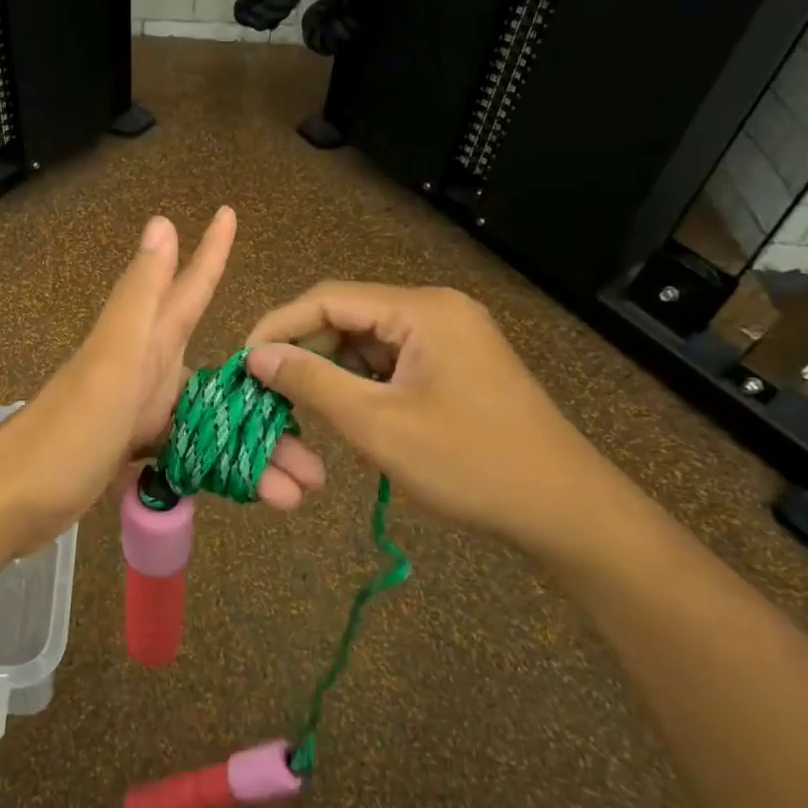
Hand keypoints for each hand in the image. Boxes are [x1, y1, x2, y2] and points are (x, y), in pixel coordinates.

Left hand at [0, 209, 324, 549]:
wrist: (13, 499)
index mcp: (144, 343)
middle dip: (269, 397)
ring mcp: (138, 412)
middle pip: (220, 376)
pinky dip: (220, 468)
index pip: (188, 288)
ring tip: (300, 488)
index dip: (210, 252)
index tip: (228, 213)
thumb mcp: (112, 361)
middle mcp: (145, 370)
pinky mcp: (130, 451)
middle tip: (316, 440)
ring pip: (210, 422)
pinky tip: (254, 490)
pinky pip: (189, 451)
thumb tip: (161, 223)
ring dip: (254, 450)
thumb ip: (141, 298)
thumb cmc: (67, 430)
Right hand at [244, 283, 628, 559]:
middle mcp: (436, 309)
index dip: (278, 326)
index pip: (328, 298)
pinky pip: (391, 361)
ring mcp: (450, 336)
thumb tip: (257, 356)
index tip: (243, 363)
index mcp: (421, 309)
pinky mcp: (455, 364)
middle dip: (303, 350)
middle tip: (266, 390)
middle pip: (347, 315)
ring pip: (366, 340)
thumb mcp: (377, 424)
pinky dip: (360, 382)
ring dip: (330, 368)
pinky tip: (346, 411)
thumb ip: (312, 382)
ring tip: (299, 405)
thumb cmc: (469, 463)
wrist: (564, 509)